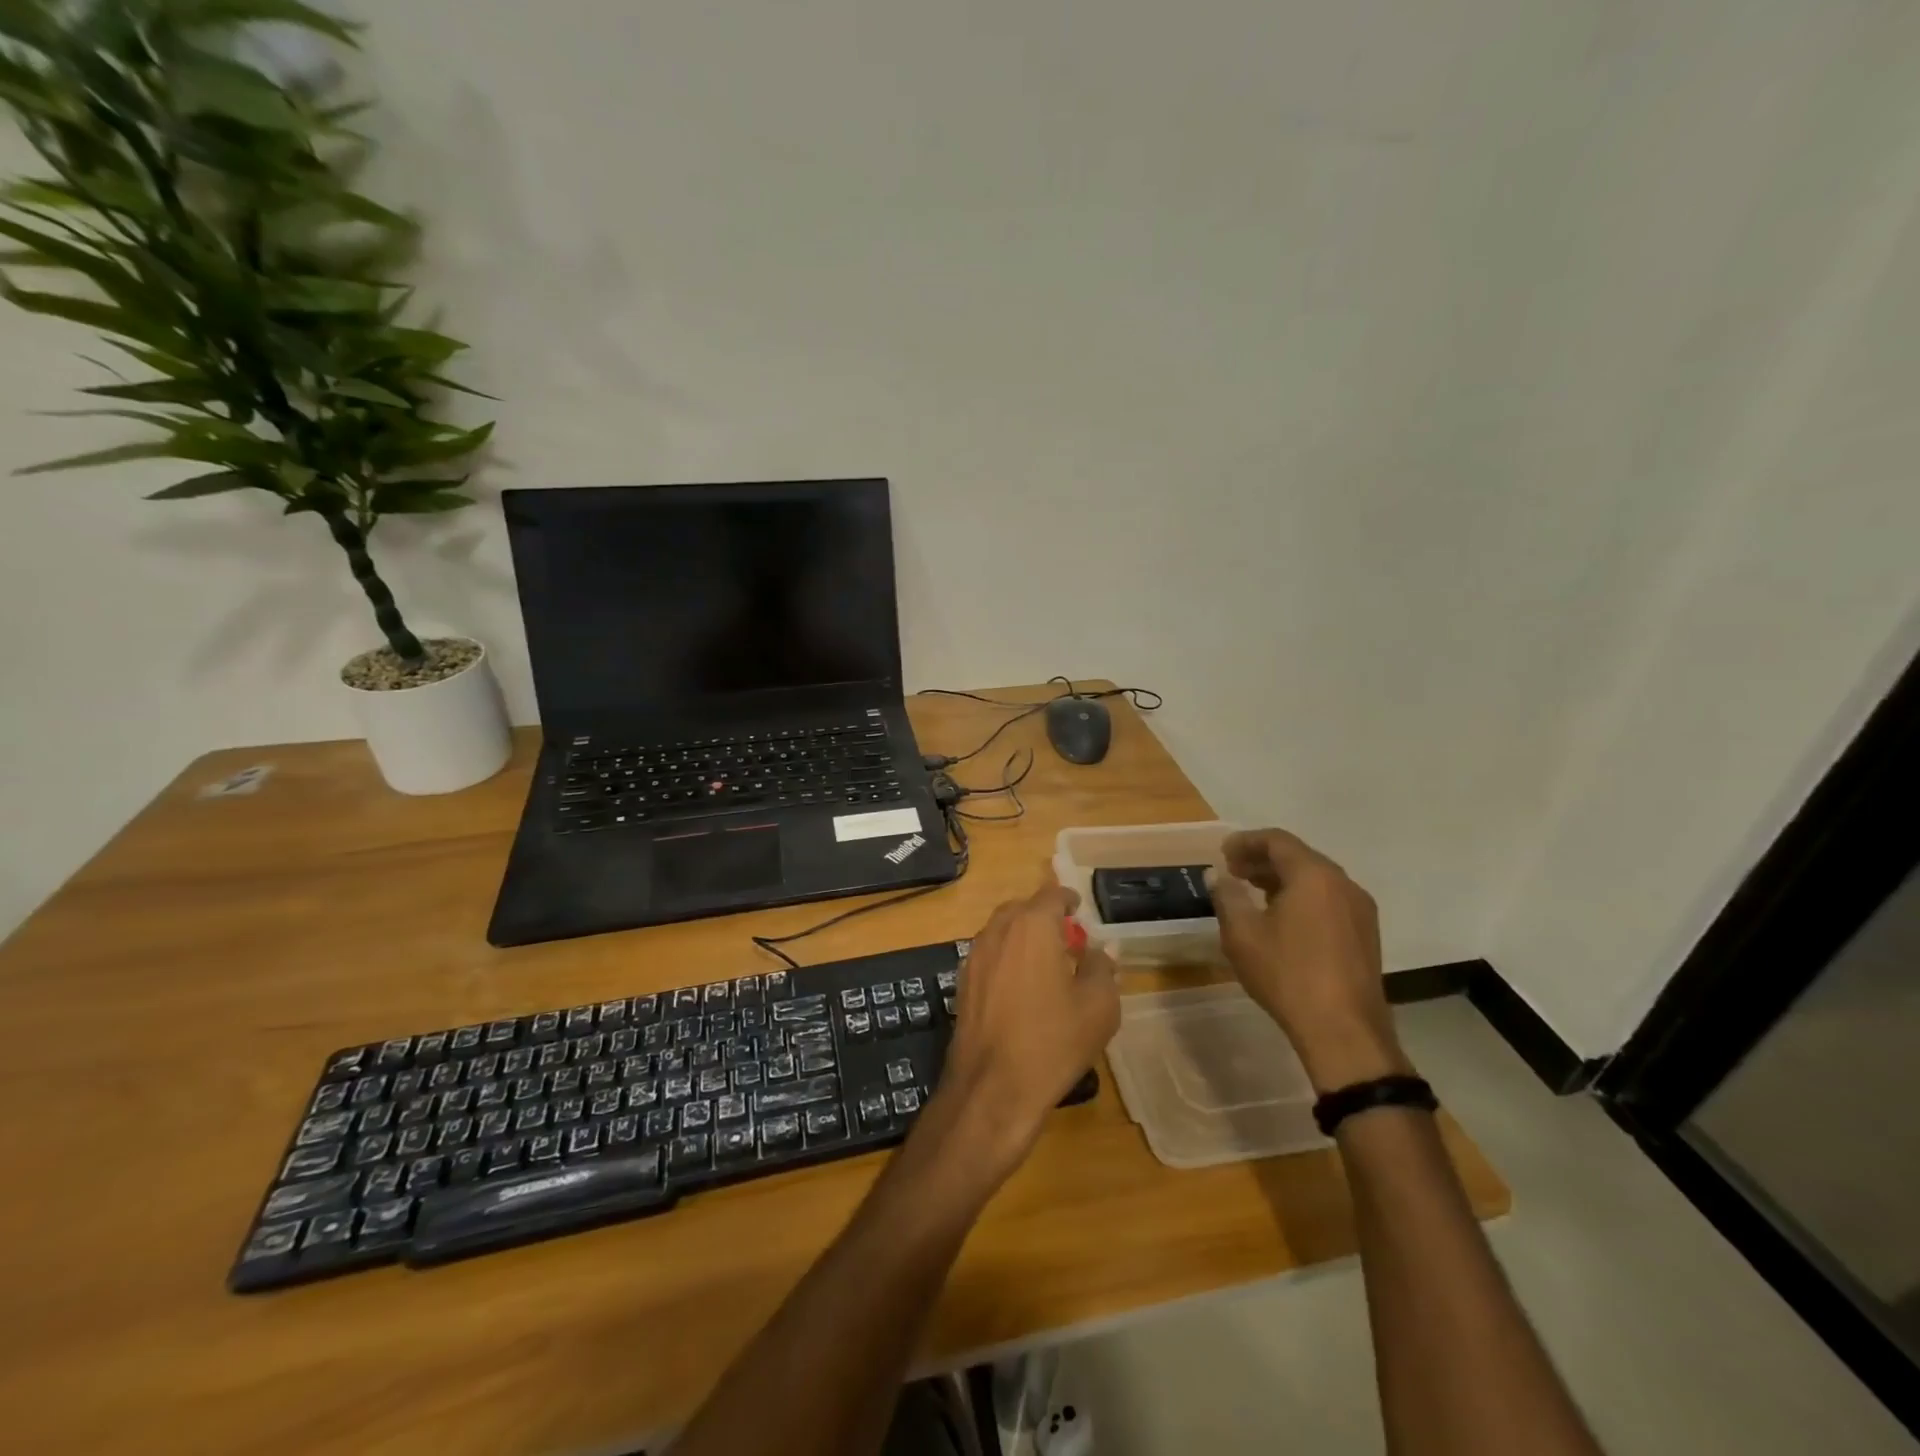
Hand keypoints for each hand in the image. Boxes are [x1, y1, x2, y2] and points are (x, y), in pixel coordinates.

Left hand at [930, 884, 1119, 1177]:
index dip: (1067, 898)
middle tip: (1065, 936)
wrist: (993, 1088)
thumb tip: (1103, 948)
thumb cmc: (1053, 1041)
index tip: (1079, 907)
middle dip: (1043, 916)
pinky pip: (988, 956)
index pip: (1051, 895)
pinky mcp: (961, 983)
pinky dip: (1005, 958)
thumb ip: (1102, 967)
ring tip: (1044, 960)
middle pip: (1021, 909)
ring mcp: (974, 957)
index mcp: (1032, 926)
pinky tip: (1019, 986)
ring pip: (1001, 931)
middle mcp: (998, 931)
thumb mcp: (1098, 1006)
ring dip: (1021, 936)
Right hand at [1209, 829, 1411, 1093]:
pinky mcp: (1365, 934)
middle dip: (1263, 860)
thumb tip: (1218, 876)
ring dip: (1282, 880)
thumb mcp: (1242, 934)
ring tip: (1253, 893)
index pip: (1277, 841)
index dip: (1246, 841)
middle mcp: (1343, 883)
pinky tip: (1282, 919)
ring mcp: (1359, 909)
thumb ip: (1227, 896)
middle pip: (1299, 857)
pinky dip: (1302, 897)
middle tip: (1233, 871)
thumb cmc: (1287, 974)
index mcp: (1314, 875)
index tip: (1223, 852)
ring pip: (1316, 879)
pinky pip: (1328, 900)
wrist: (1343, 1031)